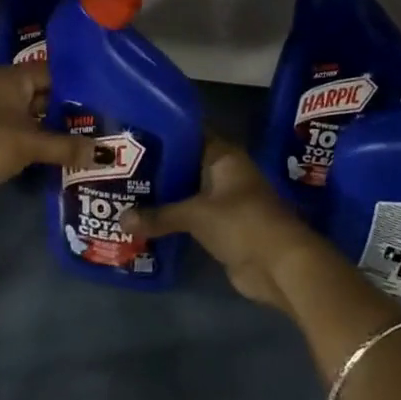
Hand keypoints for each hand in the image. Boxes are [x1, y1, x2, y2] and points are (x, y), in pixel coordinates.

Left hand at [0, 61, 96, 226]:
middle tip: (102, 121)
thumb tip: (103, 154)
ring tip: (89, 138)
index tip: (104, 97)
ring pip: (31, 116)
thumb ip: (66, 146)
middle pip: (41, 94)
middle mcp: (0, 90)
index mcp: (8, 78)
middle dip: (67, 109)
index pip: (50, 72)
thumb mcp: (31, 144)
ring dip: (53, 129)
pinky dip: (38, 143)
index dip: (76, 84)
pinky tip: (62, 154)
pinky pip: (21, 135)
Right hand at [121, 137, 327, 311]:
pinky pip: (191, 217)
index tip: (134, 133)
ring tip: (126, 191)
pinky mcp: (223, 228)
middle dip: (158, 167)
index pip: (190, 134)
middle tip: (120, 165)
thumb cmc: (242, 223)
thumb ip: (159, 215)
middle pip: (186, 164)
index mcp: (224, 156)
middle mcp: (224, 173)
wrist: (280, 266)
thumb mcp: (196, 215)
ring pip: (187, 192)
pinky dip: (173, 219)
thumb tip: (120, 219)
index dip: (164, 133)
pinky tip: (145, 220)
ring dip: (164, 195)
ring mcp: (225, 202)